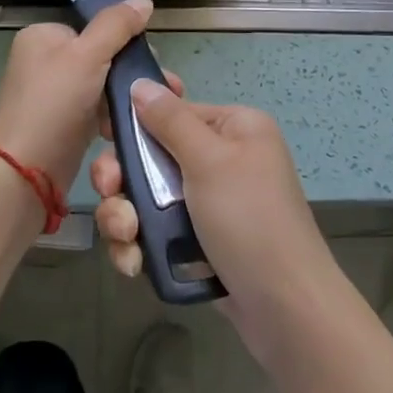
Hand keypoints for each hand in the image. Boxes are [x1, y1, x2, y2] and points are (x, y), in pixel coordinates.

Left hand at [0, 0, 154, 195]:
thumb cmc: (55, 103)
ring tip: (154, 108)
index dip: (124, 40)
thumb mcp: (89, 54)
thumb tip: (144, 1)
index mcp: (42, 36)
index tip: (152, 59)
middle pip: (100, 56)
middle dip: (131, 73)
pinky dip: (112, 117)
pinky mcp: (60, 124)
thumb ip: (117, 25)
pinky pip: (94, 111)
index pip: (92, 28)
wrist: (26, 171)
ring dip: (126, 97)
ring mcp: (50, 95)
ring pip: (100, 86)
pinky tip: (131, 126)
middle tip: (164, 87)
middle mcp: (42, 62)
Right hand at [90, 80, 344, 354]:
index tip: (106, 136)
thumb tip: (141, 83)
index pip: (172, 111)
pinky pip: (155, 231)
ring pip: (147, 197)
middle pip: (152, 155)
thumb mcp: (209, 161)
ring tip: (127, 238)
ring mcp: (209, 203)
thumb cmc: (249, 220)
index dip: (136, 124)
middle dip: (123, 179)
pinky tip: (134, 263)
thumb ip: (170, 120)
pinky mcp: (198, 242)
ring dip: (125, 216)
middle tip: (110, 193)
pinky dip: (140, 244)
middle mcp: (222, 159)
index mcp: (234, 129)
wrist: (285, 309)